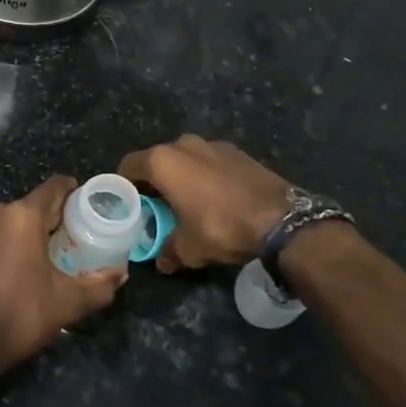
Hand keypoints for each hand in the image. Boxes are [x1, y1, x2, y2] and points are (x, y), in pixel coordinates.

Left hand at [0, 176, 127, 377]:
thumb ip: (99, 285)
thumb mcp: (69, 302)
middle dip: (51, 219)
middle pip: (32, 205)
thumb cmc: (22, 314)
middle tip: (69, 239)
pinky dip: (4, 243)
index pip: (54, 187)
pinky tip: (13, 266)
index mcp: (23, 215)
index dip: (73, 192)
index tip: (86, 206)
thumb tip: (120, 274)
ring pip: (9, 220)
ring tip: (41, 255)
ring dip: (25, 232)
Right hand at [117, 135, 290, 272]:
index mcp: (163, 161)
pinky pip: (209, 162)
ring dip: (181, 177)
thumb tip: (162, 262)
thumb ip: (169, 251)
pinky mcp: (236, 151)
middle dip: (154, 182)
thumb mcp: (190, 248)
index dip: (124, 185)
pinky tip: (216, 198)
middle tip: (157, 207)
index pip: (129, 166)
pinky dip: (206, 176)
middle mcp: (183, 145)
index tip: (129, 204)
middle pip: (157, 160)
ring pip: (185, 159)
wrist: (280, 218)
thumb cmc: (221, 226)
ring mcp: (212, 144)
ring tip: (188, 203)